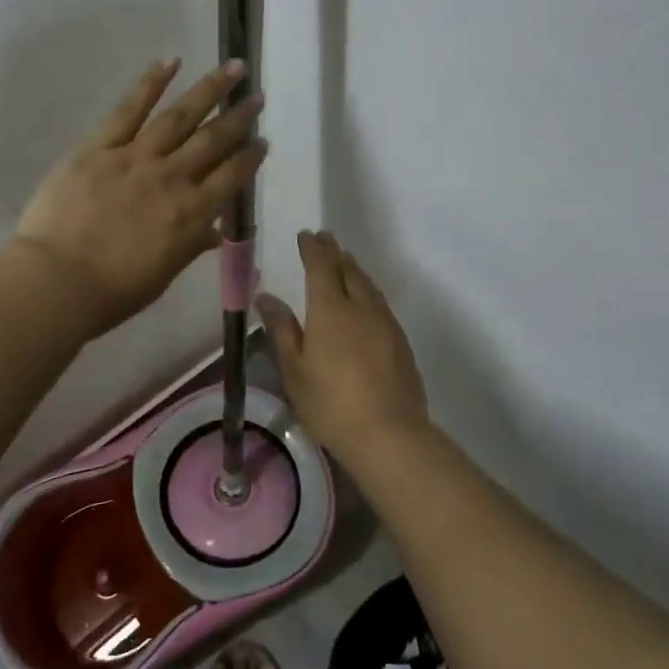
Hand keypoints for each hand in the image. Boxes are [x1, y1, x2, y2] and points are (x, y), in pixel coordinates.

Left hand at [16, 59, 266, 336]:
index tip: (262, 141)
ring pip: (180, 116)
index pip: (231, 178)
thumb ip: (189, 246)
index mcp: (191, 215)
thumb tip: (212, 232)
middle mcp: (172, 179)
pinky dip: (150, 83)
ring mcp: (135, 158)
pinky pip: (129, 109)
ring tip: (232, 68)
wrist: (57, 282)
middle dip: (238, 117)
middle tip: (257, 96)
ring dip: (209, 89)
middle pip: (213, 140)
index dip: (250, 158)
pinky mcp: (99, 147)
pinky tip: (170, 62)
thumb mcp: (163, 275)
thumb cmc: (112, 292)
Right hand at [258, 230, 430, 457]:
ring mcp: (385, 323)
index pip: (321, 267)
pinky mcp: (400, 341)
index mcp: (330, 309)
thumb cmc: (330, 403)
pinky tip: (365, 301)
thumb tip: (267, 297)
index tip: (306, 235)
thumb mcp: (294, 369)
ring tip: (345, 262)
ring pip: (368, 285)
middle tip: (325, 239)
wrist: (389, 433)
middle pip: (348, 270)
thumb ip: (282, 329)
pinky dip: (368, 291)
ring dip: (354, 269)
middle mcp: (360, 307)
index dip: (312, 249)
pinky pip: (380, 303)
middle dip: (334, 252)